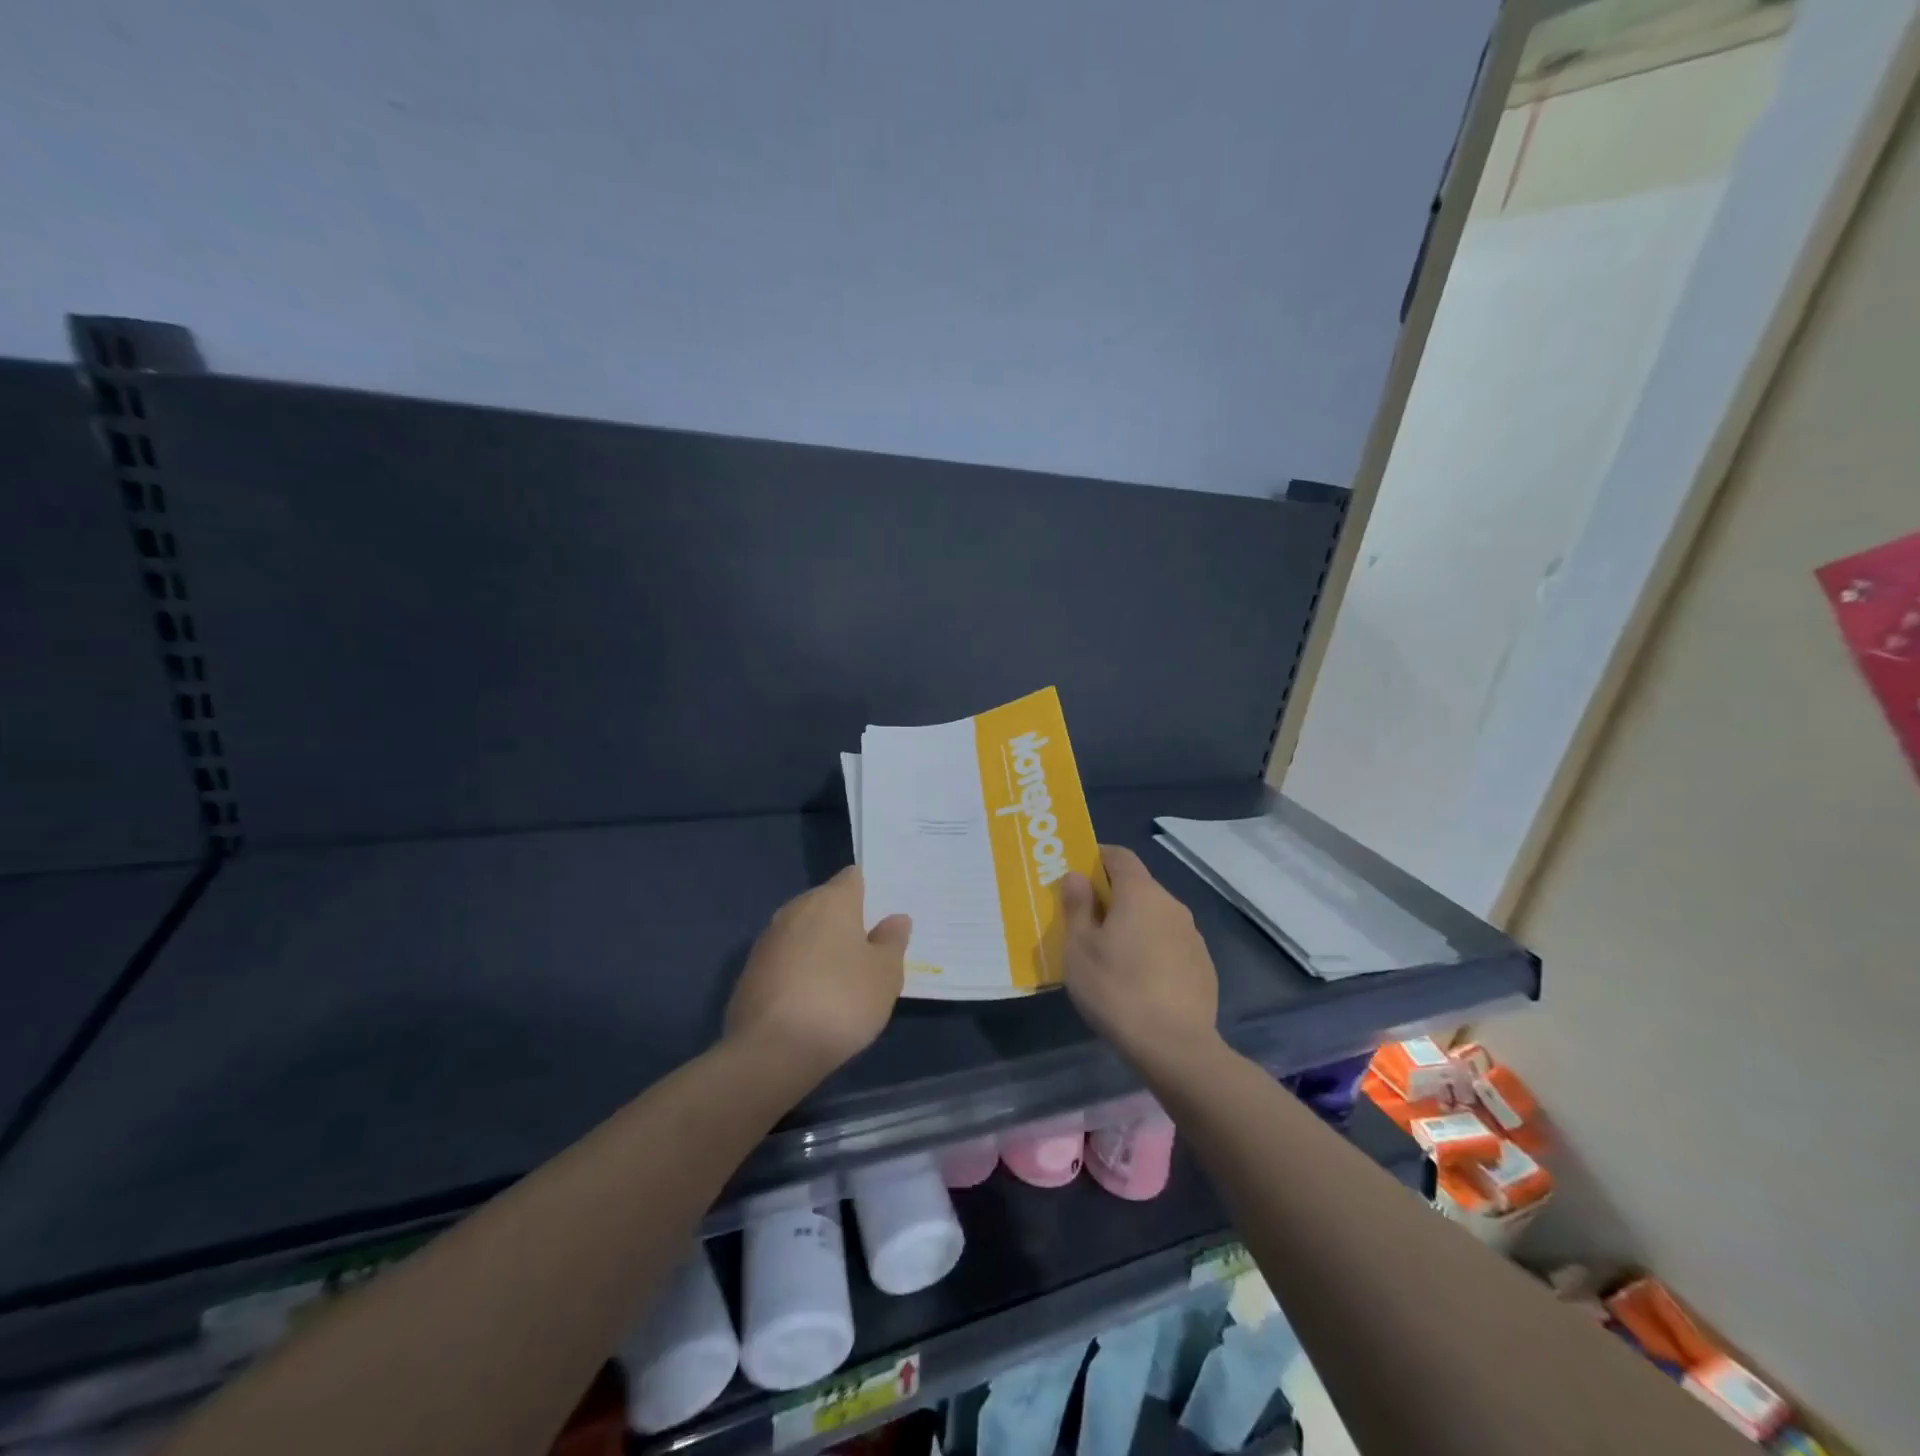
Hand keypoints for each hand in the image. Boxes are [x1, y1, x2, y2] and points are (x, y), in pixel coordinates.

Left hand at [725, 867, 911, 1080]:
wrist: (770, 1051)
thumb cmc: (840, 1001)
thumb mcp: (884, 975)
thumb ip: (892, 942)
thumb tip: (895, 919)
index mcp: (831, 900)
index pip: (853, 878)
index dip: (871, 892)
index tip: (885, 915)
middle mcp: (795, 909)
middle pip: (827, 904)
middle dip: (847, 921)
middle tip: (871, 949)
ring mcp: (768, 940)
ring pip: (804, 932)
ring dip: (822, 947)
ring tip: (844, 977)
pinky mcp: (750, 972)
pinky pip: (786, 959)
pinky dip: (801, 971)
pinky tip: (814, 999)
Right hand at [1060, 845, 1219, 1066]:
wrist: (1175, 1047)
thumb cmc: (1116, 989)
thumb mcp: (1079, 948)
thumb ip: (1077, 905)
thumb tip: (1076, 875)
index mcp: (1140, 893)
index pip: (1120, 856)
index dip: (1096, 857)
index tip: (1076, 874)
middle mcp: (1171, 905)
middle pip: (1138, 886)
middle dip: (1111, 896)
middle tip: (1085, 921)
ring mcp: (1192, 936)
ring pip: (1154, 917)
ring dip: (1132, 924)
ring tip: (1110, 955)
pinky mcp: (1203, 965)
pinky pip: (1169, 943)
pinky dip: (1151, 949)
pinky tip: (1138, 980)